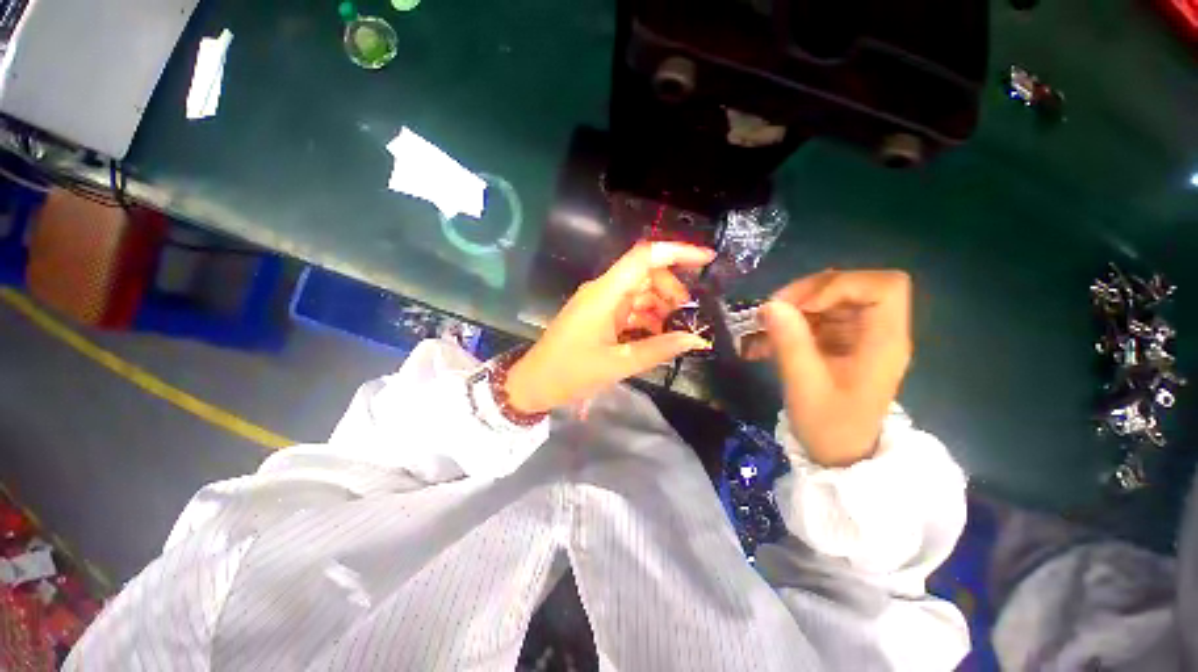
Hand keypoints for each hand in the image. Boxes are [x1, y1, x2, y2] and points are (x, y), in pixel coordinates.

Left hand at [505, 242, 715, 412]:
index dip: (677, 252)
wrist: (534, 383)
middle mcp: (604, 291)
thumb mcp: (618, 364)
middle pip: (646, 274)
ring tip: (678, 330)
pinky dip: (648, 319)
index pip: (643, 257)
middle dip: (672, 290)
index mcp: (605, 293)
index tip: (707, 260)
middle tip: (688, 317)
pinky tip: (659, 336)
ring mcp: (601, 303)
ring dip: (661, 307)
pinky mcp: (600, 316)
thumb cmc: (570, 372)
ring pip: (640, 292)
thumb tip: (696, 339)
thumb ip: (659, 349)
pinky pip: (630, 309)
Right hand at [759, 270, 912, 466]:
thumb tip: (770, 305)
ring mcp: (857, 336)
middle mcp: (876, 333)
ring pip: (829, 300)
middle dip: (807, 293)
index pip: (884, 287)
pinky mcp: (839, 343)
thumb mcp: (805, 387)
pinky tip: (763, 341)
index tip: (803, 305)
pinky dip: (788, 324)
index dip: (842, 285)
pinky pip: (815, 319)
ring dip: (792, 308)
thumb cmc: (829, 428)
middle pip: (852, 287)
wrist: (838, 455)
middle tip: (771, 310)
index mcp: (883, 343)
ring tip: (761, 326)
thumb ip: (790, 343)